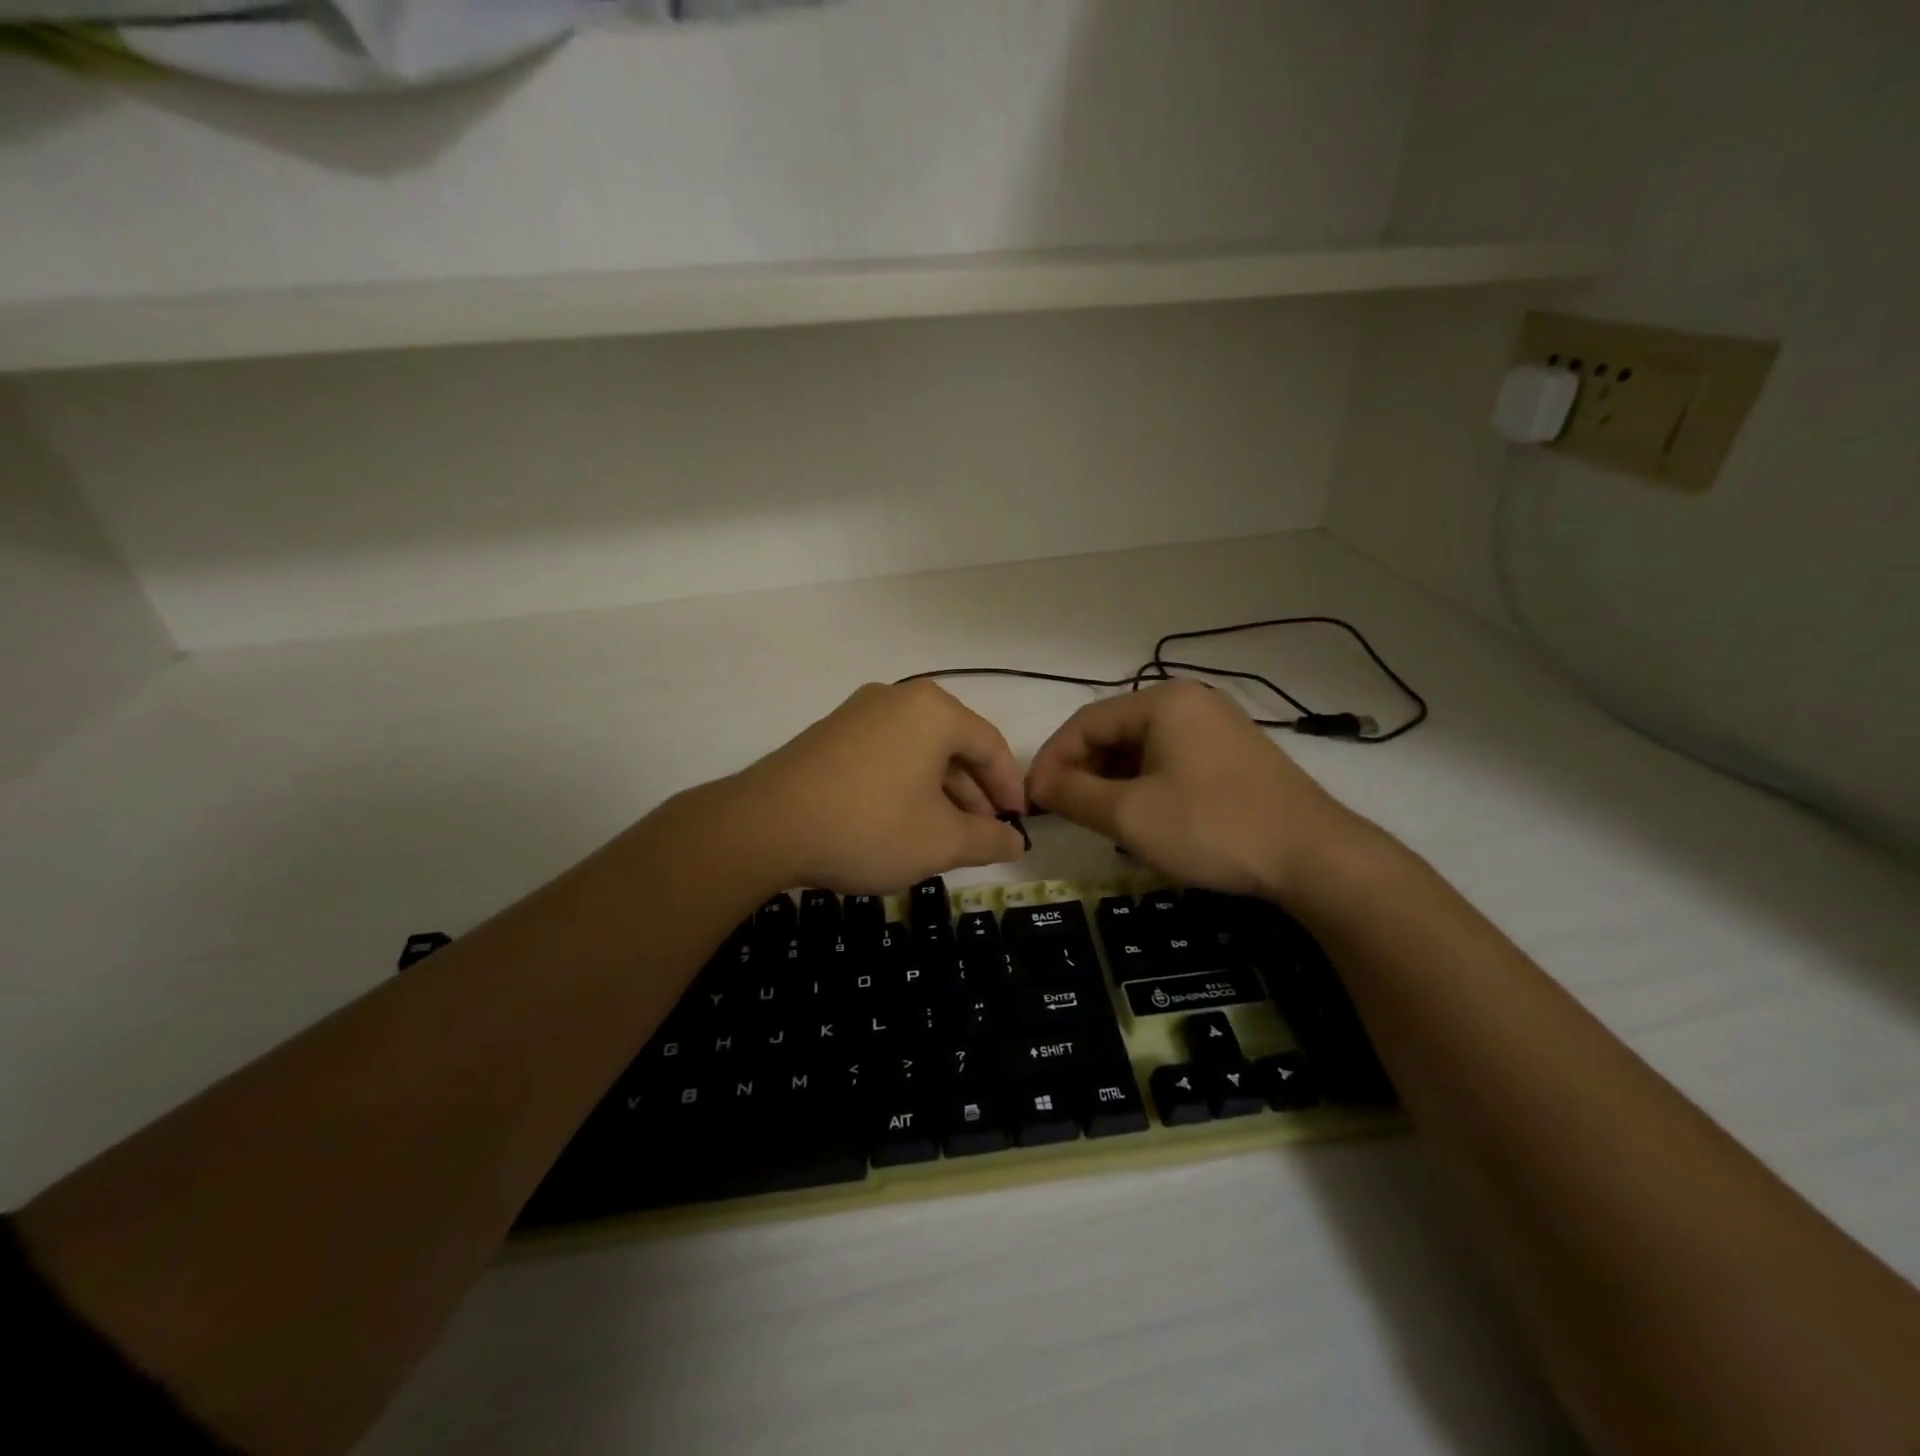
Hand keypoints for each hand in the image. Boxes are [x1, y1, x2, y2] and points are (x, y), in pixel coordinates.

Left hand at [733, 681, 1027, 893]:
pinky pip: (886, 755)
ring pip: (918, 752)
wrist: (766, 826)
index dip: (1010, 788)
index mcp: (934, 711)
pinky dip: (905, 786)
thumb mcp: (940, 841)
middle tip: (983, 834)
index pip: (990, 745)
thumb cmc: (870, 826)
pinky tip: (903, 823)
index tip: (1018, 824)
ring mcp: (858, 713)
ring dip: (940, 792)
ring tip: (945, 836)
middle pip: (953, 745)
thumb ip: (988, 839)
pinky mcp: (830, 734)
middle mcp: (898, 699)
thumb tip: (1016, 841)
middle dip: (973, 793)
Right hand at [1025, 681, 1367, 901]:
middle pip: (1115, 733)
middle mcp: (1190, 702)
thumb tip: (1038, 784)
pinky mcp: (1235, 756)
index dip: (1052, 761)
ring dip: (1113, 783)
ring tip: (1102, 822)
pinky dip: (1146, 787)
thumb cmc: (1212, 828)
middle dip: (1083, 773)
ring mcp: (1217, 728)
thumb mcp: (1130, 816)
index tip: (1033, 801)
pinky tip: (1145, 821)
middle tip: (1065, 814)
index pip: (1085, 722)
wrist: (1315, 858)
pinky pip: (1172, 762)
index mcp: (1163, 702)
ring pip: (1143, 750)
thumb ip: (1073, 794)